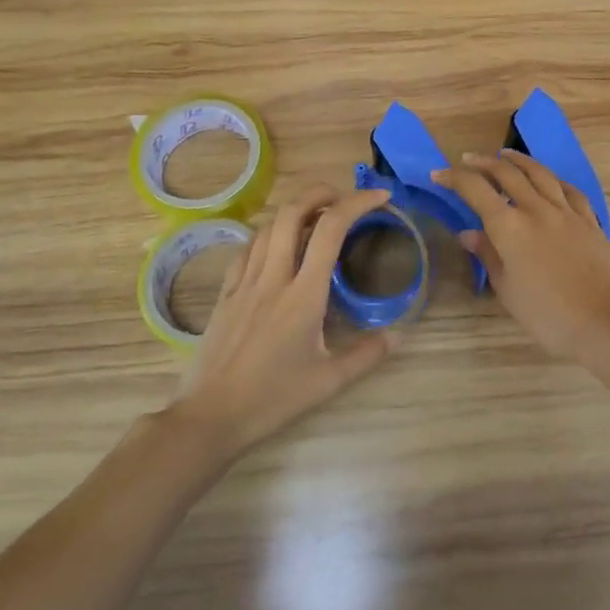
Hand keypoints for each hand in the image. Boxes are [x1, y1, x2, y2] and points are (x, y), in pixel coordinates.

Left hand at [169, 186, 394, 460]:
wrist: (211, 416)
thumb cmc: (273, 399)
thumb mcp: (329, 381)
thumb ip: (367, 355)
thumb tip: (398, 335)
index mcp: (304, 295)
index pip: (331, 230)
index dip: (357, 203)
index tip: (380, 197)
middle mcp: (273, 278)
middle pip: (293, 212)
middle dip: (321, 193)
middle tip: (344, 199)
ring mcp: (244, 283)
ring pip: (268, 226)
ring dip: (294, 210)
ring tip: (315, 216)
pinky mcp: (225, 293)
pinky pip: (247, 248)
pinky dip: (268, 233)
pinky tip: (277, 244)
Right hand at [432, 150, 609, 362]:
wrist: (603, 320)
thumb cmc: (546, 314)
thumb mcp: (507, 289)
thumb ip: (488, 255)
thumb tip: (468, 233)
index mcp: (509, 226)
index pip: (475, 190)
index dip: (454, 178)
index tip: (439, 175)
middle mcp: (536, 209)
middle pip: (507, 173)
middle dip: (483, 163)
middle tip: (468, 160)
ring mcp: (566, 211)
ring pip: (539, 173)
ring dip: (518, 160)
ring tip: (505, 155)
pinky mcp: (588, 220)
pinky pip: (568, 189)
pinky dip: (552, 179)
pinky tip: (549, 179)